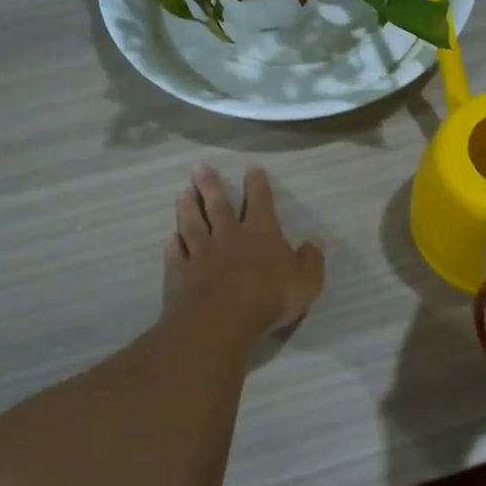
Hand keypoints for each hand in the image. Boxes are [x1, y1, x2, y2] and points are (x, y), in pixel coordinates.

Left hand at [163, 164, 325, 344]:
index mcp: (261, 233)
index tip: (251, 168)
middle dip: (210, 185)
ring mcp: (201, 253)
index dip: (257, 184)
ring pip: (193, 224)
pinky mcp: (181, 273)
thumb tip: (316, 242)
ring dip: (187, 208)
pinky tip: (169, 237)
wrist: (222, 319)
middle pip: (218, 206)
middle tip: (198, 167)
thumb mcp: (305, 281)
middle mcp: (229, 236)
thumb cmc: (269, 297)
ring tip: (182, 191)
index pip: (260, 202)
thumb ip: (311, 261)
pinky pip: (176, 254)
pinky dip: (173, 244)